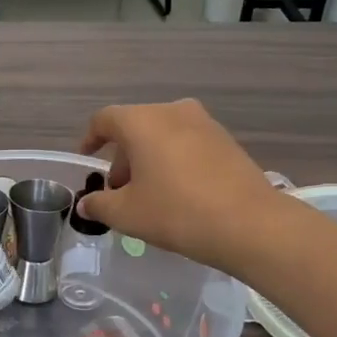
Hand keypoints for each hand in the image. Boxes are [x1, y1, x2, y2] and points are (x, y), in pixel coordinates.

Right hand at [77, 99, 280, 266]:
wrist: (250, 224)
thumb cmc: (176, 212)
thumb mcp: (126, 214)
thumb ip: (99, 205)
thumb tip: (86, 203)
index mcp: (142, 122)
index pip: (104, 120)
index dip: (90, 139)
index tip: (87, 158)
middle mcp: (172, 111)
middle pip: (135, 127)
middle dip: (122, 157)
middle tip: (119, 190)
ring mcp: (204, 123)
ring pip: (163, 135)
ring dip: (149, 159)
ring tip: (148, 194)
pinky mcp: (227, 140)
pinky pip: (187, 143)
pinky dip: (173, 160)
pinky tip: (177, 192)